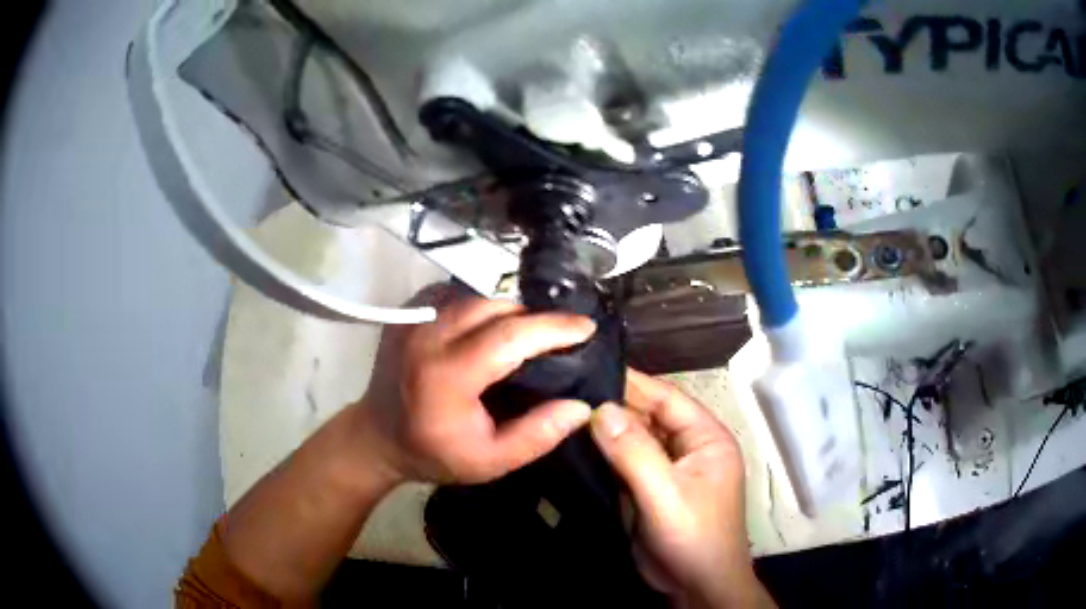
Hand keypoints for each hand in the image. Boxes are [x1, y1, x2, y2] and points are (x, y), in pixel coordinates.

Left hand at [358, 286, 595, 484]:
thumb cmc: (434, 453)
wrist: (377, 436)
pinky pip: (458, 293)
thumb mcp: (489, 461)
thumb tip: (580, 406)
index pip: (510, 335)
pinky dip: (484, 304)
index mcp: (446, 376)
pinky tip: (494, 324)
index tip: (586, 328)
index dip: (553, 327)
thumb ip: (536, 436)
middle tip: (561, 334)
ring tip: (532, 330)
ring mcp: (414, 318)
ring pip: (478, 294)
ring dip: (511, 308)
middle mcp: (427, 336)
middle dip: (535, 316)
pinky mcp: (409, 310)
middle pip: (496, 305)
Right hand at [590, 369, 772, 608]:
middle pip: (648, 416)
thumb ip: (635, 452)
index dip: (631, 382)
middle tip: (567, 389)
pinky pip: (624, 462)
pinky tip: (575, 444)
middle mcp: (688, 446)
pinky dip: (603, 454)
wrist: (695, 586)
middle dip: (612, 404)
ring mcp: (667, 469)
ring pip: (634, 438)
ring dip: (605, 429)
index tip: (589, 365)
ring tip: (564, 410)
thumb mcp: (666, 494)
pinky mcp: (649, 488)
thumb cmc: (693, 536)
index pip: (667, 398)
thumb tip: (599, 408)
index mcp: (706, 438)